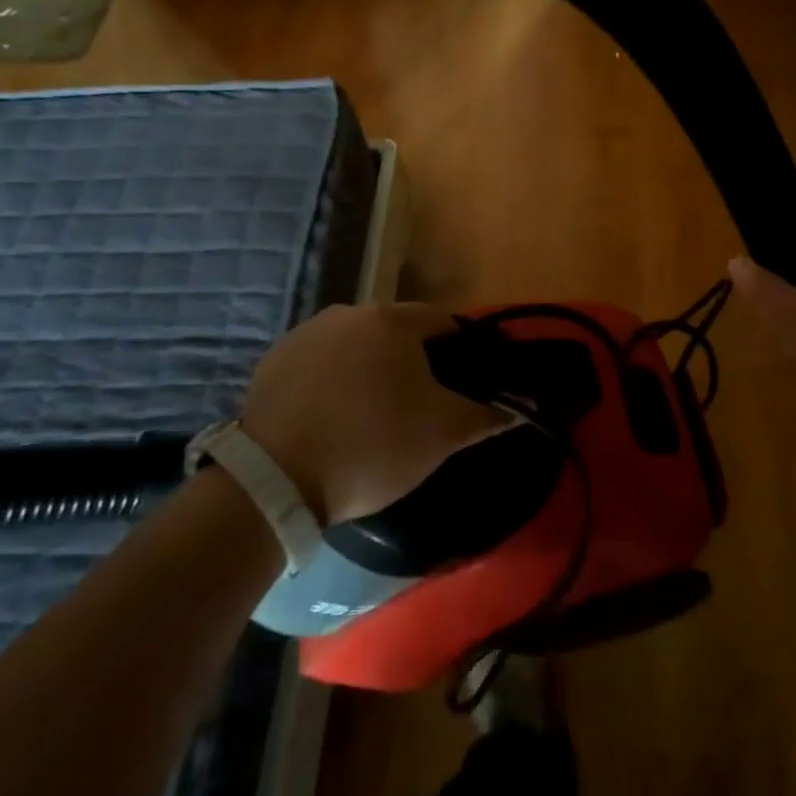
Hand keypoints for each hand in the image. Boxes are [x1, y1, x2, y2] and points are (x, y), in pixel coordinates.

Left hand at [236, 303, 508, 523]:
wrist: (273, 483)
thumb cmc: (371, 447)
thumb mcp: (441, 435)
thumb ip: (486, 415)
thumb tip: (521, 407)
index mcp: (392, 320)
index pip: (444, 323)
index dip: (463, 353)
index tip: (465, 386)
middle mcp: (347, 312)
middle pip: (398, 332)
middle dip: (415, 363)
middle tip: (422, 407)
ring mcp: (305, 333)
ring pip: (358, 346)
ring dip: (373, 370)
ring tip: (375, 416)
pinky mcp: (274, 361)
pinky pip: (321, 363)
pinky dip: (335, 382)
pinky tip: (334, 419)